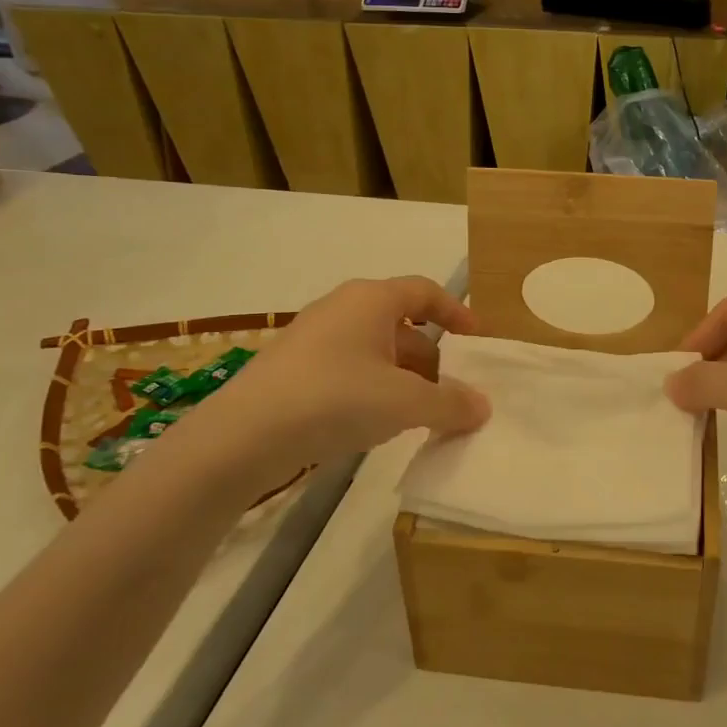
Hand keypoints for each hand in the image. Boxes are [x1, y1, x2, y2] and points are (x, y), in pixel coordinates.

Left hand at [169, 277, 490, 491]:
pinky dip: (374, 390)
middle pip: (402, 325)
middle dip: (432, 359)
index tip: (477, 340)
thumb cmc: (336, 398)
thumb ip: (450, 404)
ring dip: (404, 379)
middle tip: (452, 393)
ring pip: (375, 351)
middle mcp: (343, 309)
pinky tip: (377, 424)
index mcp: (372, 300)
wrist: (245, 435)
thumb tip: (482, 406)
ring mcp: (314, 339)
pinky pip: (350, 370)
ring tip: (421, 416)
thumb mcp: (406, 402)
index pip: (425, 292)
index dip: (457, 311)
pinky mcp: (295, 370)